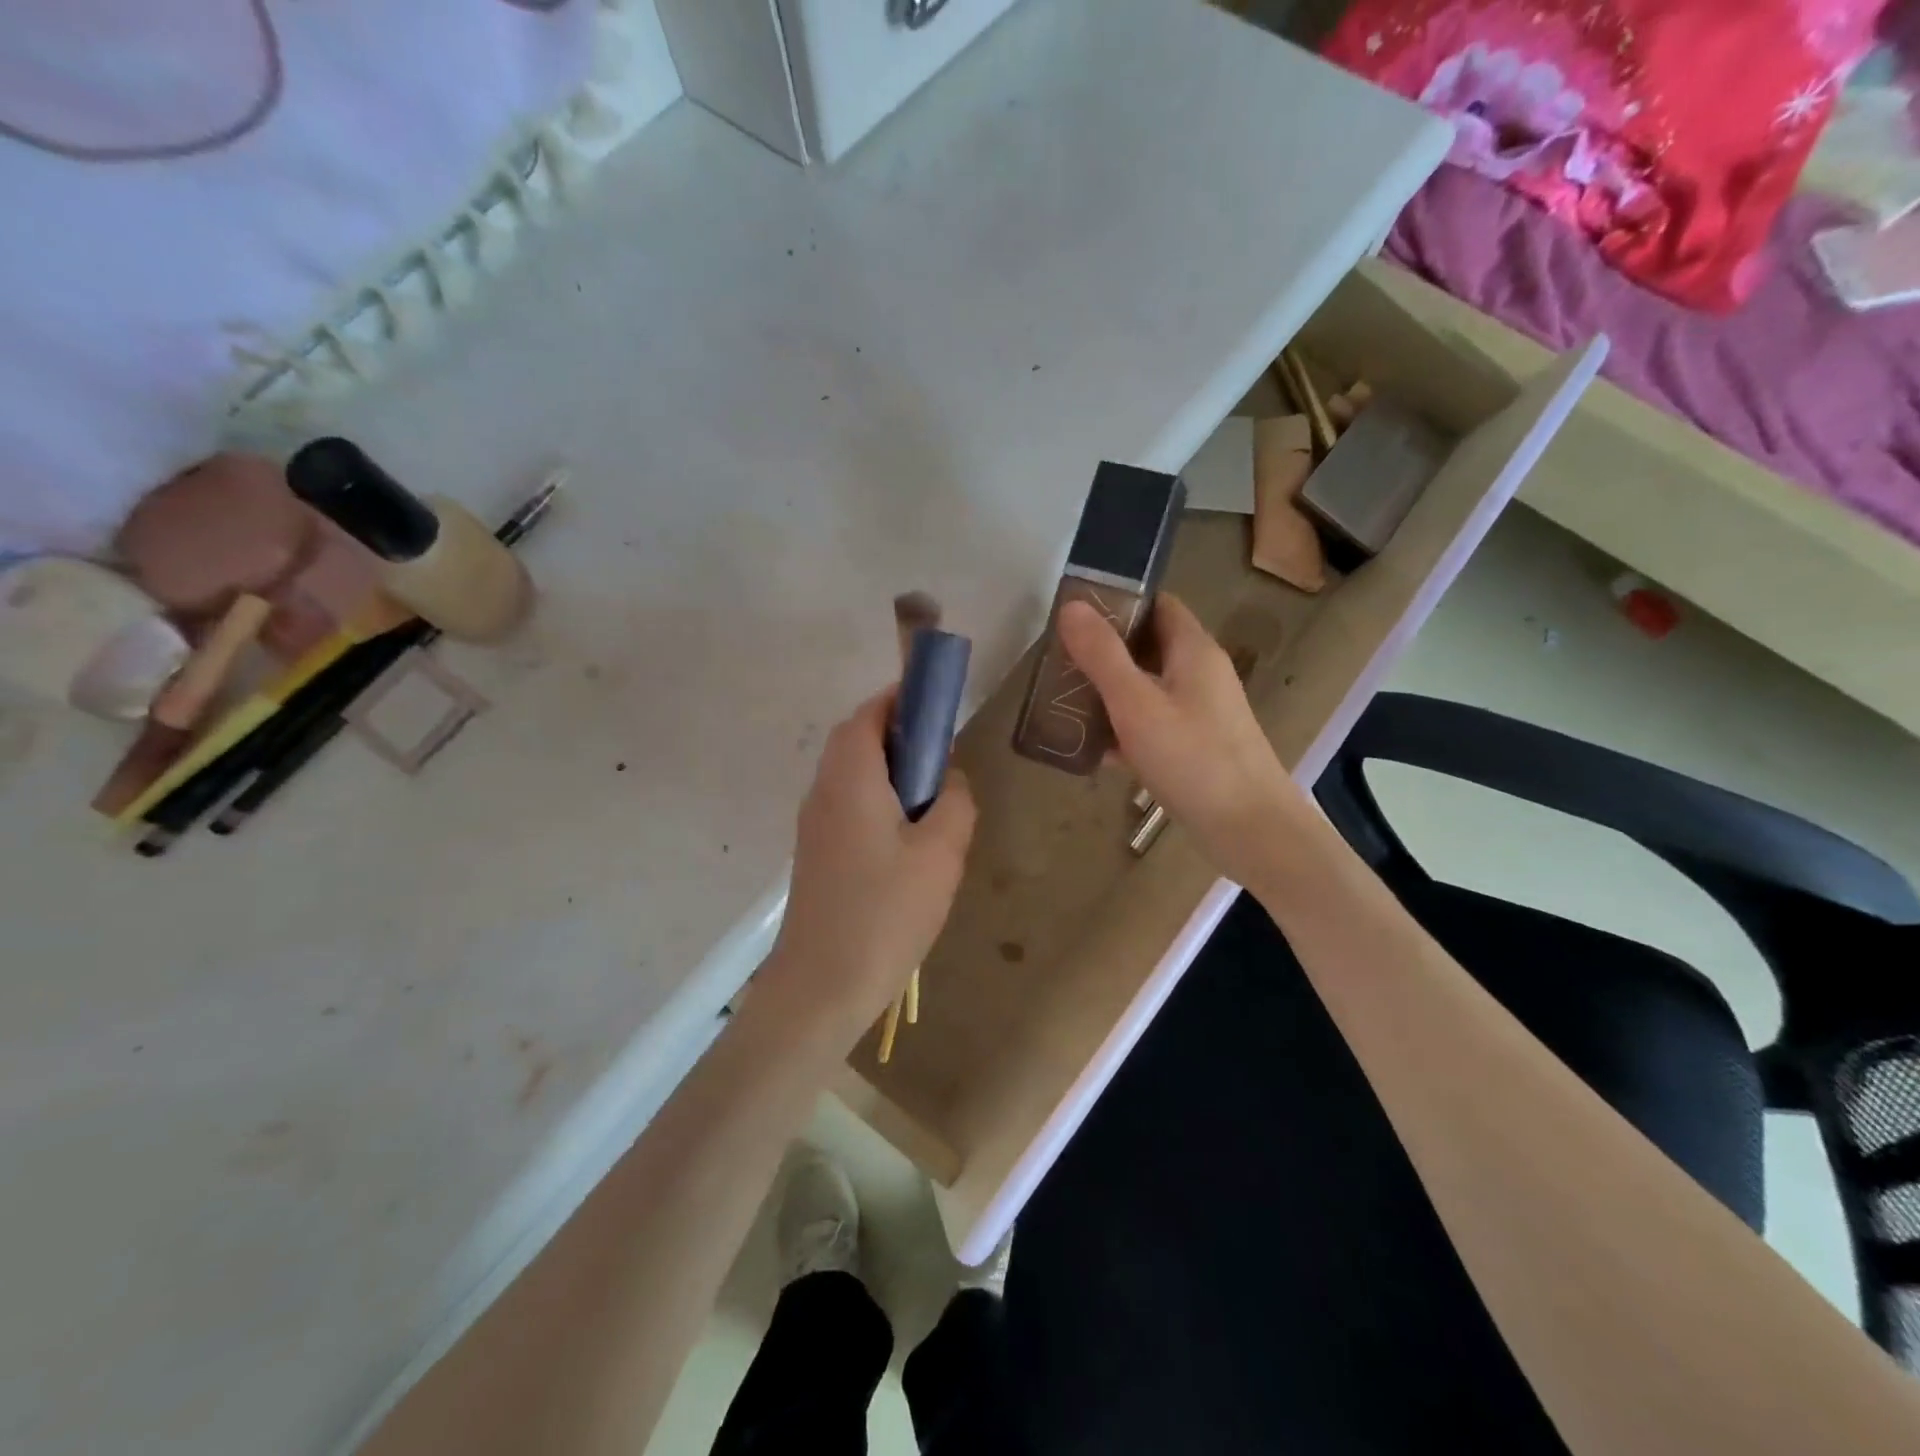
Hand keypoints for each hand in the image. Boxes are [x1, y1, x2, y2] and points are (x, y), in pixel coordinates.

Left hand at [760, 688, 975, 1044]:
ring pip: (851, 775)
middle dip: (899, 736)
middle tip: (943, 759)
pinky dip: (878, 800)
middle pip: (856, 741)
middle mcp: (823, 791)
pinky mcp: (816, 854)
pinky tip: (908, 840)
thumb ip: (955, 803)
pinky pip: (848, 806)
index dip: (901, 699)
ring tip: (933, 802)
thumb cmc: (885, 912)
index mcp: (850, 778)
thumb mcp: (941, 854)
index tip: (937, 705)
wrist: (820, 986)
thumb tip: (948, 780)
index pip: (869, 714)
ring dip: (890, 771)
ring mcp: (814, 825)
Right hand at [1058, 593, 1309, 887]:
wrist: (1250, 830)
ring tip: (1062, 702)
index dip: (1117, 601)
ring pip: (1146, 688)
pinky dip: (1123, 729)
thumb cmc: (1193, 759)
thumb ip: (1102, 655)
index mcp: (1193, 650)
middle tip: (1058, 661)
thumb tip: (1071, 605)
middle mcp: (1199, 674)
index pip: (1157, 604)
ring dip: (1108, 692)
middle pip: (1147, 646)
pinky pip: (1152, 724)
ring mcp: (1199, 713)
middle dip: (1103, 651)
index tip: (1074, 613)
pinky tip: (1090, 749)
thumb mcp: (1137, 704)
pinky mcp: (1194, 747)